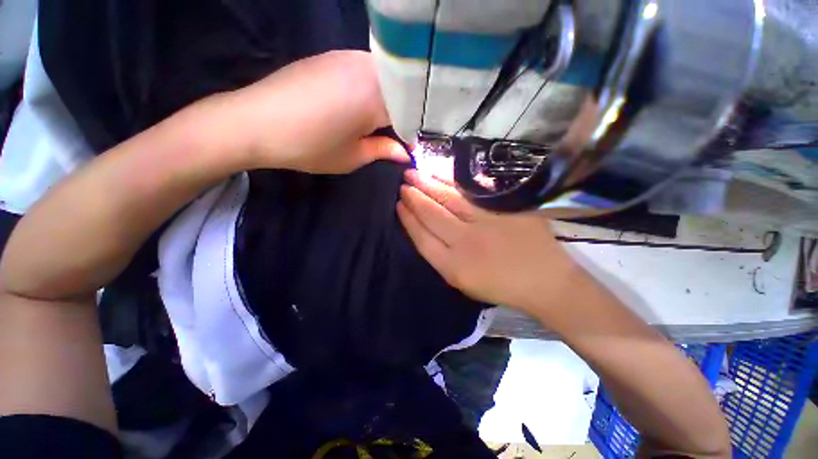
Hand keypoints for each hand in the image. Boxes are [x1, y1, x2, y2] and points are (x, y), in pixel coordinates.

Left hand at [215, 50, 408, 172]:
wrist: (255, 122)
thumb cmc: (310, 146)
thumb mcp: (352, 156)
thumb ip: (383, 150)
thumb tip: (404, 153)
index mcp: (376, 97)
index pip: (409, 114)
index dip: (411, 134)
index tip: (407, 147)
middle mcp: (367, 68)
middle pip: (400, 91)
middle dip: (404, 114)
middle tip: (396, 134)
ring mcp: (347, 57)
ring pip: (385, 78)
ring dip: (389, 100)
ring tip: (379, 120)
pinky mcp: (331, 55)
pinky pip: (365, 70)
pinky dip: (372, 87)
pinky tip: (359, 104)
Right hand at [397, 170, 585, 315]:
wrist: (545, 282)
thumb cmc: (500, 285)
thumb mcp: (462, 281)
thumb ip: (441, 256)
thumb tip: (423, 228)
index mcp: (453, 267)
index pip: (421, 237)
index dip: (407, 219)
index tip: (398, 205)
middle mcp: (465, 243)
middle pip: (432, 214)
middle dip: (414, 197)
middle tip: (402, 182)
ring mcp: (486, 223)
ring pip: (449, 199)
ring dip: (428, 184)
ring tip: (414, 173)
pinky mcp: (504, 210)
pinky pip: (473, 191)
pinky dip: (453, 180)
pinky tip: (441, 172)